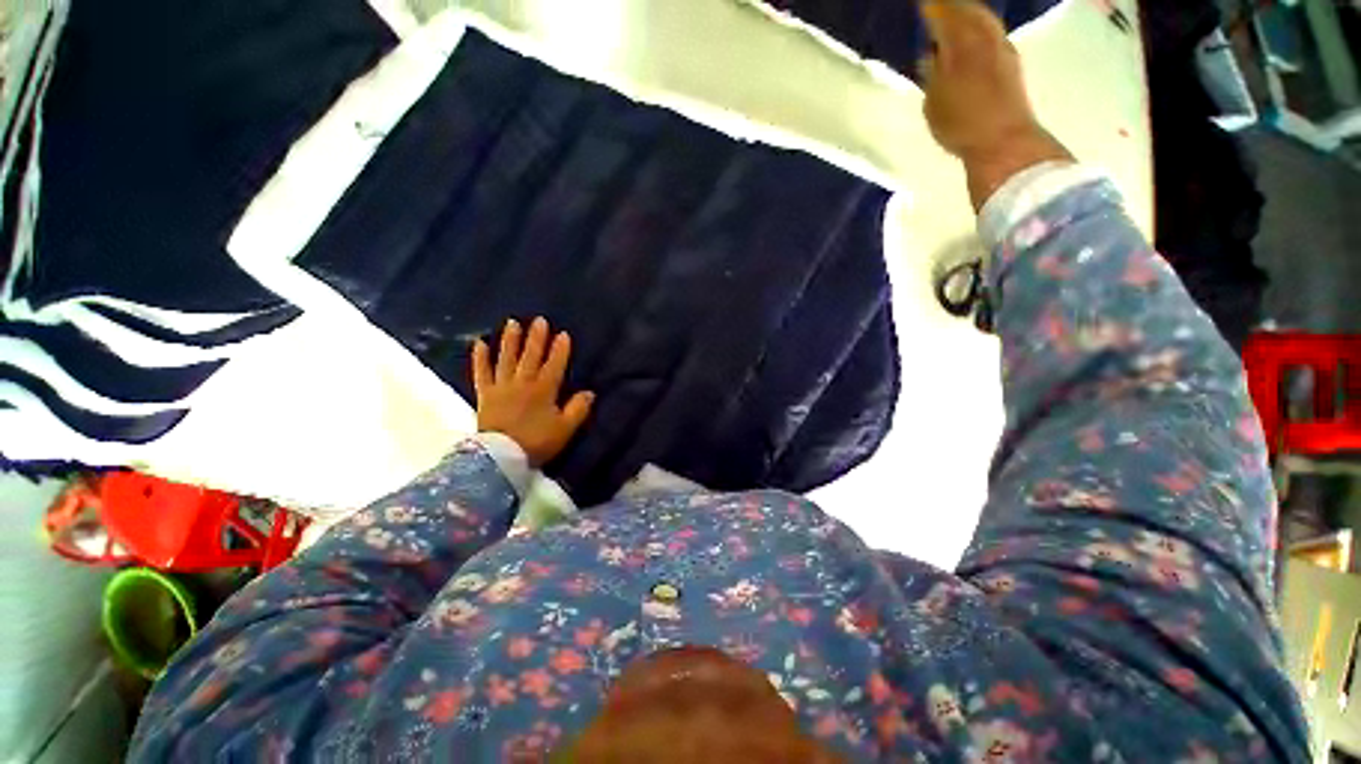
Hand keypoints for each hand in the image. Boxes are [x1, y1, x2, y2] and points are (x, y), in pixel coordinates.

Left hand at [473, 318, 594, 467]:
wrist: (501, 457)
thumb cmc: (536, 442)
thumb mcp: (564, 429)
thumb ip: (578, 409)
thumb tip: (589, 393)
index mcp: (544, 390)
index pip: (554, 365)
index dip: (560, 350)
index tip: (563, 334)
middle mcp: (523, 383)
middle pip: (531, 356)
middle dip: (537, 338)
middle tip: (539, 320)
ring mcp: (502, 387)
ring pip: (507, 359)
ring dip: (510, 341)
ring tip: (513, 323)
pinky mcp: (485, 394)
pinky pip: (482, 373)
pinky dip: (480, 358)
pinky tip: (479, 343)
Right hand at [920, 0, 1070, 206]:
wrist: (1002, 141)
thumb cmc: (961, 125)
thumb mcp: (933, 104)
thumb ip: (931, 75)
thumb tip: (930, 56)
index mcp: (960, 45)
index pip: (943, 15)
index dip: (931, 8)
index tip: (921, 4)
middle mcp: (984, 38)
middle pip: (968, 10)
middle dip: (952, 6)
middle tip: (937, 5)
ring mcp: (1002, 49)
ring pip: (983, 19)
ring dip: (969, 14)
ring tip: (956, 16)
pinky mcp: (1012, 63)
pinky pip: (993, 32)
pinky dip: (980, 27)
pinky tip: (975, 35)